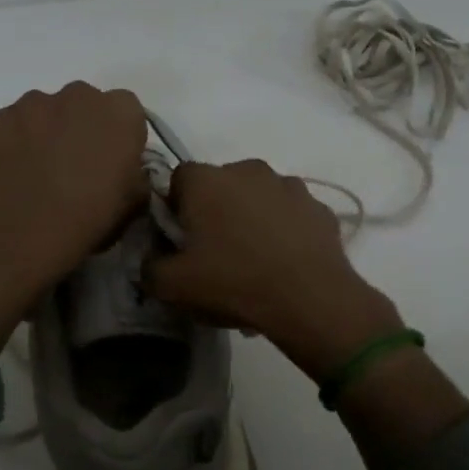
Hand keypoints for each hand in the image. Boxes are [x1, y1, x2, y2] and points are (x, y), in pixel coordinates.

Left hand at [0, 81, 149, 280]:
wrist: (34, 228)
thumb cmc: (95, 213)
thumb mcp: (136, 198)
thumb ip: (134, 170)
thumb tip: (123, 169)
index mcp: (121, 109)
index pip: (126, 110)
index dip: (118, 135)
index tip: (112, 160)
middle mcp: (79, 93)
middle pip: (83, 102)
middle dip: (81, 125)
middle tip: (75, 164)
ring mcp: (35, 102)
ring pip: (44, 110)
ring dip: (46, 130)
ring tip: (40, 169)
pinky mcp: (0, 117)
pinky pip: (11, 124)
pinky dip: (14, 141)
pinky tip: (15, 171)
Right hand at [145, 160, 404, 380]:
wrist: (310, 300)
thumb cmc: (233, 283)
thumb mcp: (173, 287)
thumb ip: (150, 268)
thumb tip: (152, 259)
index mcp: (206, 180)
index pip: (178, 180)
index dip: (176, 208)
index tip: (181, 239)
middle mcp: (246, 170)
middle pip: (220, 185)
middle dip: (215, 211)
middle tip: (216, 253)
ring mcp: (288, 185)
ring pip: (258, 196)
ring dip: (252, 217)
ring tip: (255, 261)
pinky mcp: (319, 206)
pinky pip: (291, 214)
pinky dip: (285, 230)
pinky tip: (285, 263)